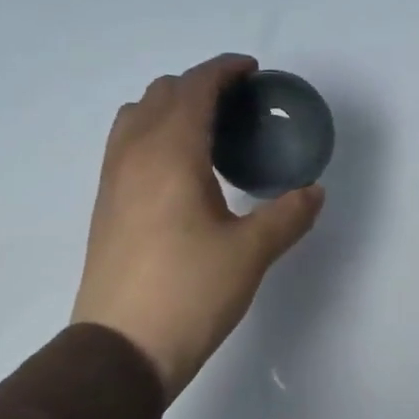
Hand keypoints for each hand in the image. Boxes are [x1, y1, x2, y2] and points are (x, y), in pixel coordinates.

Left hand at [72, 54, 323, 400]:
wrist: (122, 348)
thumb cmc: (190, 293)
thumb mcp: (249, 254)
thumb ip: (286, 215)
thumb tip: (313, 191)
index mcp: (170, 153)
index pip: (194, 88)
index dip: (224, 70)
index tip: (251, 71)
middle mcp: (133, 154)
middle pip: (161, 94)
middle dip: (199, 86)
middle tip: (237, 106)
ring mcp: (112, 180)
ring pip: (136, 117)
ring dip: (170, 108)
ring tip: (206, 133)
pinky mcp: (105, 206)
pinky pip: (126, 145)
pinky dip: (153, 134)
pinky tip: (180, 171)